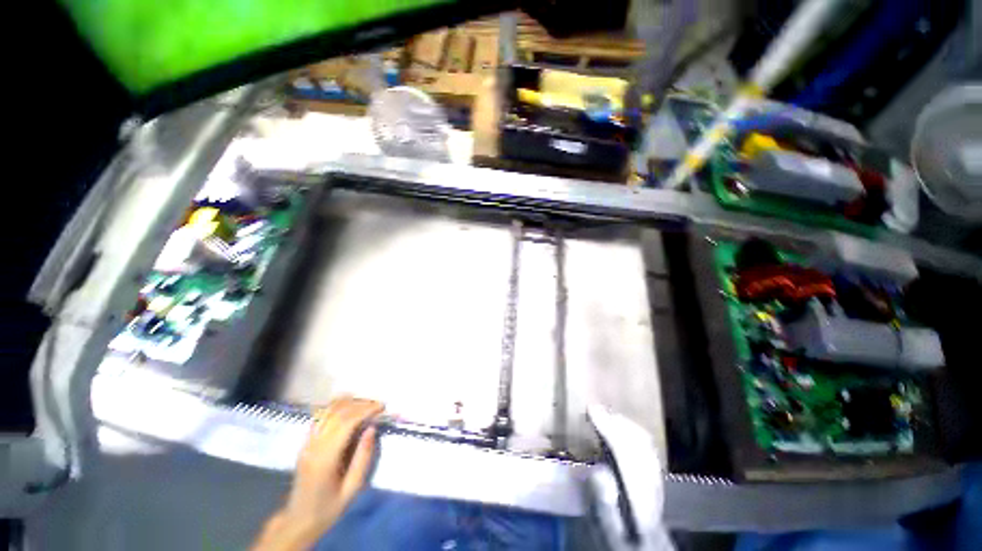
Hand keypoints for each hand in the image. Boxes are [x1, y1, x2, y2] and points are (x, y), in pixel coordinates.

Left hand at [253, 397, 383, 550]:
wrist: (298, 520)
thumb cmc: (328, 507)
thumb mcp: (352, 489)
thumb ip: (363, 458)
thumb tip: (371, 429)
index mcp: (325, 458)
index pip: (346, 423)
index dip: (365, 410)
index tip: (382, 407)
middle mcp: (314, 446)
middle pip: (338, 412)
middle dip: (360, 404)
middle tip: (378, 405)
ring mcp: (307, 443)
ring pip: (327, 411)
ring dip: (349, 402)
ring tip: (366, 403)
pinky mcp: (305, 442)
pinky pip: (320, 417)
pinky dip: (336, 406)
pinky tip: (348, 406)